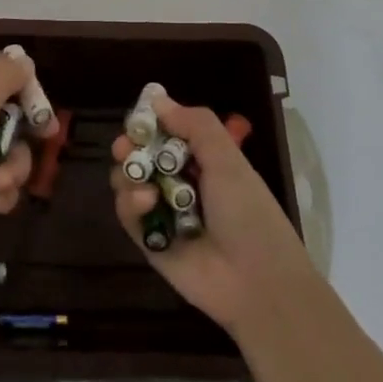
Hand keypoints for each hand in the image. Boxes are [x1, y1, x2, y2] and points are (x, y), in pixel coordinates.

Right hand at [110, 94, 310, 333]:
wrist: (257, 282)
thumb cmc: (249, 214)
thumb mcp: (228, 161)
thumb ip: (196, 125)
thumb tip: (157, 99)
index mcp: (203, 162)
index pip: (166, 133)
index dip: (149, 124)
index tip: (138, 119)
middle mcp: (179, 183)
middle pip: (141, 155)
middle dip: (129, 147)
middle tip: (125, 147)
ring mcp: (162, 212)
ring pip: (128, 181)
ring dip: (129, 174)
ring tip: (141, 180)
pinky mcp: (149, 240)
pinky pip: (127, 214)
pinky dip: (130, 203)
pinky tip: (145, 201)